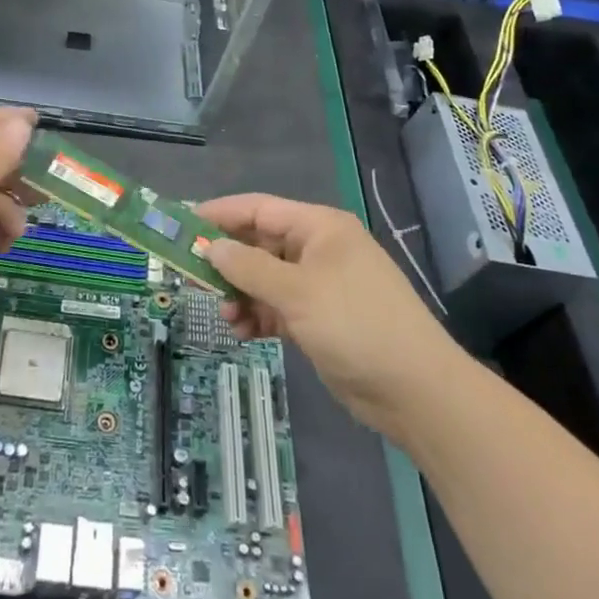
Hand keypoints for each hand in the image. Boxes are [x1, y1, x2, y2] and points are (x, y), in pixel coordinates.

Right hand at [200, 193, 452, 435]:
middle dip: (228, 261)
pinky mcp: (320, 319)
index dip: (220, 214)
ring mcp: (320, 285)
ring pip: (265, 278)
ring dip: (241, 294)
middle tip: (192, 277)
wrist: (415, 391)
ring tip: (225, 316)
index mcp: (319, 227)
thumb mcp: (297, 292)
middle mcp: (318, 249)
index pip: (258, 208)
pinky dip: (258, 316)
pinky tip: (243, 333)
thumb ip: (249, 267)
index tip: (182, 224)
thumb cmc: (356, 325)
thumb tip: (212, 247)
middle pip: (259, 244)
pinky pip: (277, 307)